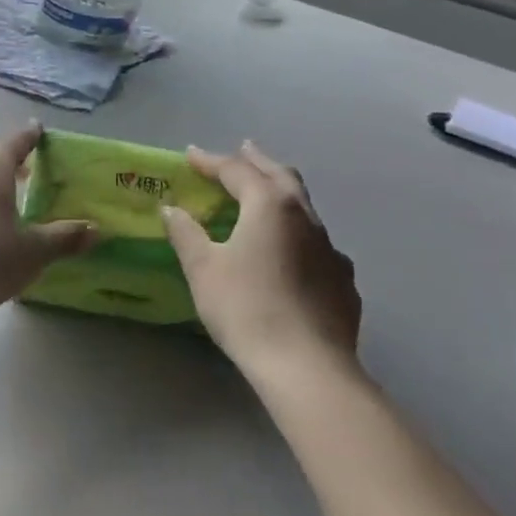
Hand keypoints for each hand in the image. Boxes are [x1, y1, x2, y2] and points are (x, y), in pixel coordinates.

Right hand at [162, 141, 361, 370]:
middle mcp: (305, 217)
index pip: (237, 171)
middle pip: (281, 176)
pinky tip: (294, 253)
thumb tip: (172, 210)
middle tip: (243, 149)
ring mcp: (331, 249)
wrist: (307, 367)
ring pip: (305, 208)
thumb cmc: (246, 308)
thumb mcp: (203, 269)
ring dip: (282, 194)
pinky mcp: (344, 280)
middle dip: (258, 161)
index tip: (190, 156)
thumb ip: (186, 234)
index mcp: (270, 206)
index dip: (211, 161)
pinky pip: (319, 244)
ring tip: (266, 198)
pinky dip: (300, 235)